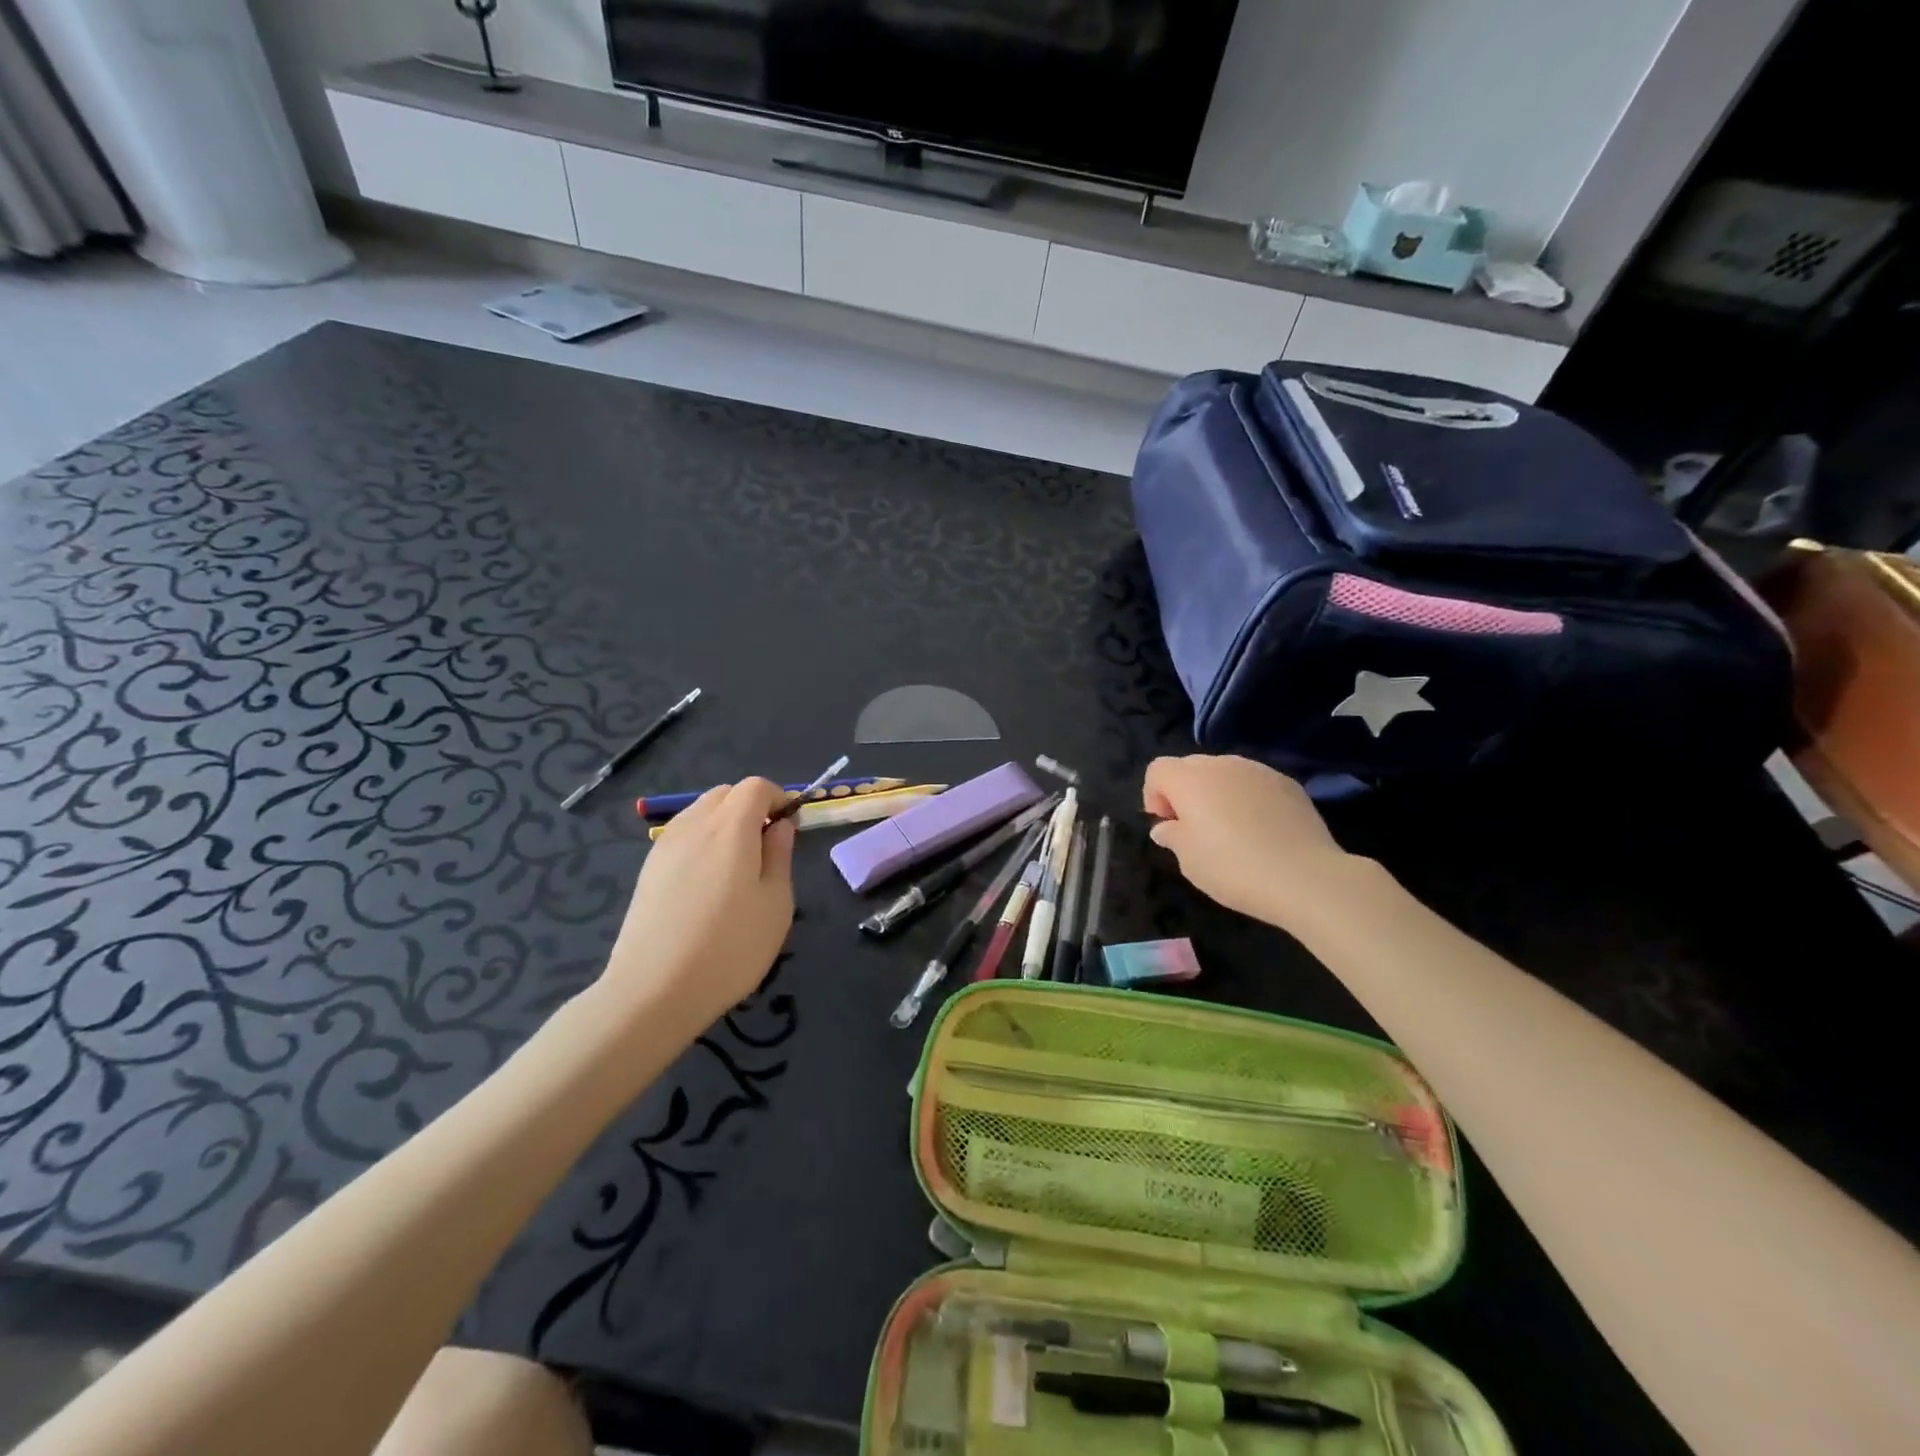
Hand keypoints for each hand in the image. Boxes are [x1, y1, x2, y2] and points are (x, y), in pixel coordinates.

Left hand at [601, 778, 795, 1032]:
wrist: (653, 991)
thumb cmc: (730, 947)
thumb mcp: (776, 903)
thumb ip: (780, 855)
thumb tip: (779, 825)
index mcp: (731, 827)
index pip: (755, 786)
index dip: (777, 798)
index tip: (790, 828)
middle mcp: (694, 825)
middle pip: (725, 794)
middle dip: (750, 807)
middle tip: (766, 848)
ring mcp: (665, 846)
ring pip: (700, 812)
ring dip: (724, 823)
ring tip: (736, 868)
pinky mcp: (648, 869)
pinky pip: (682, 836)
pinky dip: (702, 842)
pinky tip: (707, 884)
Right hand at [1142, 755, 1368, 928]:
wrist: (1305, 877)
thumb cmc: (1234, 868)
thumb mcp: (1189, 861)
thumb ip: (1172, 836)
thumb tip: (1167, 827)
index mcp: (1190, 780)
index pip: (1158, 769)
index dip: (1154, 795)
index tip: (1167, 825)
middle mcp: (1222, 764)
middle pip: (1190, 766)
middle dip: (1184, 791)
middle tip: (1194, 827)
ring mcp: (1258, 771)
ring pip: (1225, 772)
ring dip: (1217, 792)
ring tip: (1230, 829)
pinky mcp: (1288, 783)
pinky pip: (1255, 783)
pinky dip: (1248, 798)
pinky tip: (1261, 831)